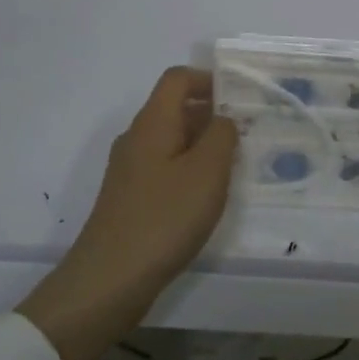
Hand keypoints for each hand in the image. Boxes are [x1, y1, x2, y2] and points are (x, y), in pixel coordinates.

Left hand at [18, 66, 237, 359]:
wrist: (109, 280)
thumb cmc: (164, 217)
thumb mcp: (208, 171)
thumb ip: (222, 135)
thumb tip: (223, 120)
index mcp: (153, 123)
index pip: (178, 78)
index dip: (210, 79)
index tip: (241, 97)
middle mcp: (137, 138)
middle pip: (175, 108)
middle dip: (213, 113)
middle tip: (248, 132)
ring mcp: (130, 170)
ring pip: (172, 140)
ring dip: (204, 144)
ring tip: (235, 165)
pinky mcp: (131, 198)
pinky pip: (165, 167)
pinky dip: (190, 169)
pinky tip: (208, 196)